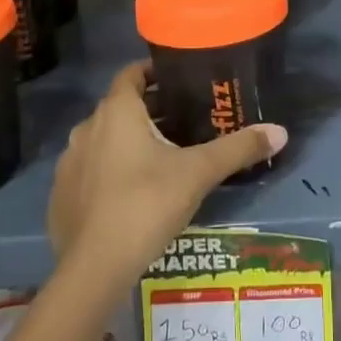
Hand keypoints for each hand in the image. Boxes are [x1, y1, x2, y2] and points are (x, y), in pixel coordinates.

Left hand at [48, 62, 286, 288]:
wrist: (95, 268)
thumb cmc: (147, 203)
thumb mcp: (199, 173)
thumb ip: (238, 148)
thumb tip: (281, 131)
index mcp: (117, 112)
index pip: (131, 74)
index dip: (154, 73)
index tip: (179, 80)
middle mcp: (87, 128)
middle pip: (120, 107)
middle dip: (149, 111)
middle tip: (183, 122)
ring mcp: (69, 163)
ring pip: (103, 140)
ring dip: (127, 142)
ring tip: (161, 158)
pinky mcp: (60, 196)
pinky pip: (88, 171)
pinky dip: (108, 172)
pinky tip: (131, 194)